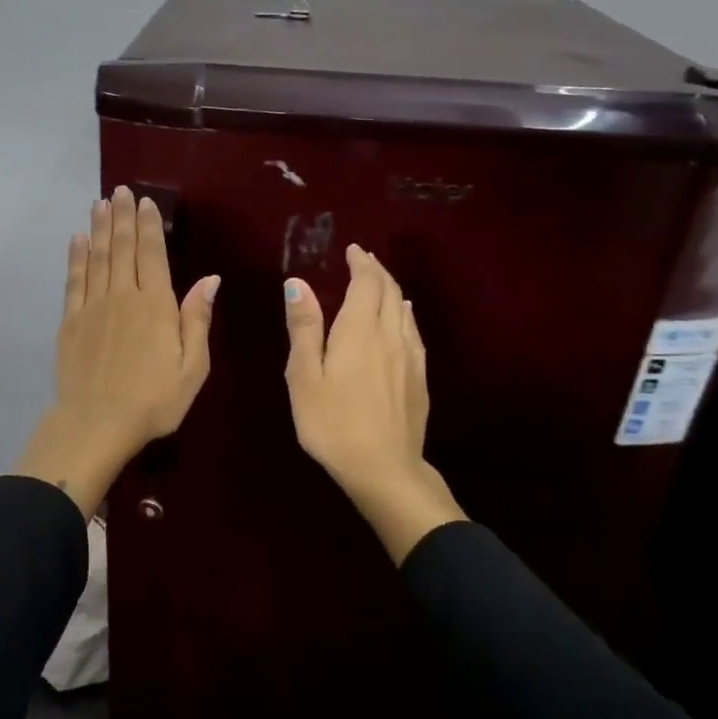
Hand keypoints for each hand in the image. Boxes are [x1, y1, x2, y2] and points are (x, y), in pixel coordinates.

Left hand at [14, 186, 219, 516]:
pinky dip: (76, 256)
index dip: (149, 226)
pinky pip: (74, 279)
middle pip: (123, 248)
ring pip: (97, 257)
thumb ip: (197, 320)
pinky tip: (78, 239)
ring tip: (100, 203)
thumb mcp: (192, 368)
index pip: (152, 254)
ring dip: (100, 228)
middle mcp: (122, 296)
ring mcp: (92, 307)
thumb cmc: (153, 401)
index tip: (145, 202)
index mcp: (155, 305)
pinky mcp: (70, 321)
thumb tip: (210, 279)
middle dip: (122, 216)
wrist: (96, 424)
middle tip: (119, 190)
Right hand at [284, 245, 464, 563]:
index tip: (353, 250)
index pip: (366, 283)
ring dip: (392, 290)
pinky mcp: (420, 378)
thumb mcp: (304, 376)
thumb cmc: (333, 423)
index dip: (361, 263)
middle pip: (390, 292)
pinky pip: (414, 332)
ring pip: (405, 310)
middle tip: (364, 260)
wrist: (384, 469)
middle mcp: (390, 335)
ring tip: (380, 283)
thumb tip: (297, 283)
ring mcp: (410, 357)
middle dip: (377, 271)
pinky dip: (405, 315)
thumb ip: (304, 328)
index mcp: (359, 331)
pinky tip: (404, 319)